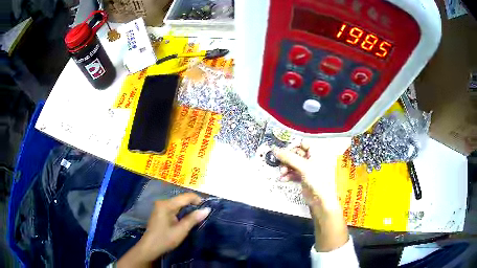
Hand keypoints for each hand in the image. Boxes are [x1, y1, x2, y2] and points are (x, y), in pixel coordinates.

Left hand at [117, 193, 210, 267]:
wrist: (150, 247)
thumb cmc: (165, 239)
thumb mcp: (181, 230)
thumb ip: (193, 218)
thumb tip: (207, 209)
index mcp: (167, 205)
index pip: (185, 196)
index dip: (197, 200)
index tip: (206, 208)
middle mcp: (162, 202)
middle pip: (181, 199)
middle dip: (193, 204)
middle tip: (203, 213)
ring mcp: (160, 206)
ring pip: (178, 203)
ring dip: (187, 208)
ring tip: (197, 216)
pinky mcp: (160, 212)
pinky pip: (173, 207)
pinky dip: (181, 211)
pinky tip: (186, 218)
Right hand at [274, 142, 339, 211]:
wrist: (320, 199)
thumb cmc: (318, 181)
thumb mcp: (303, 167)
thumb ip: (289, 158)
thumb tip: (276, 150)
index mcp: (316, 153)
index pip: (302, 143)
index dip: (293, 146)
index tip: (283, 150)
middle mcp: (311, 159)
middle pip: (295, 154)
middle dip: (287, 159)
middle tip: (281, 163)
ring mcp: (307, 169)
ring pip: (293, 164)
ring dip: (285, 167)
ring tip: (282, 172)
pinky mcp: (303, 178)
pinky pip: (292, 173)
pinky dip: (287, 175)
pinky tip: (283, 178)